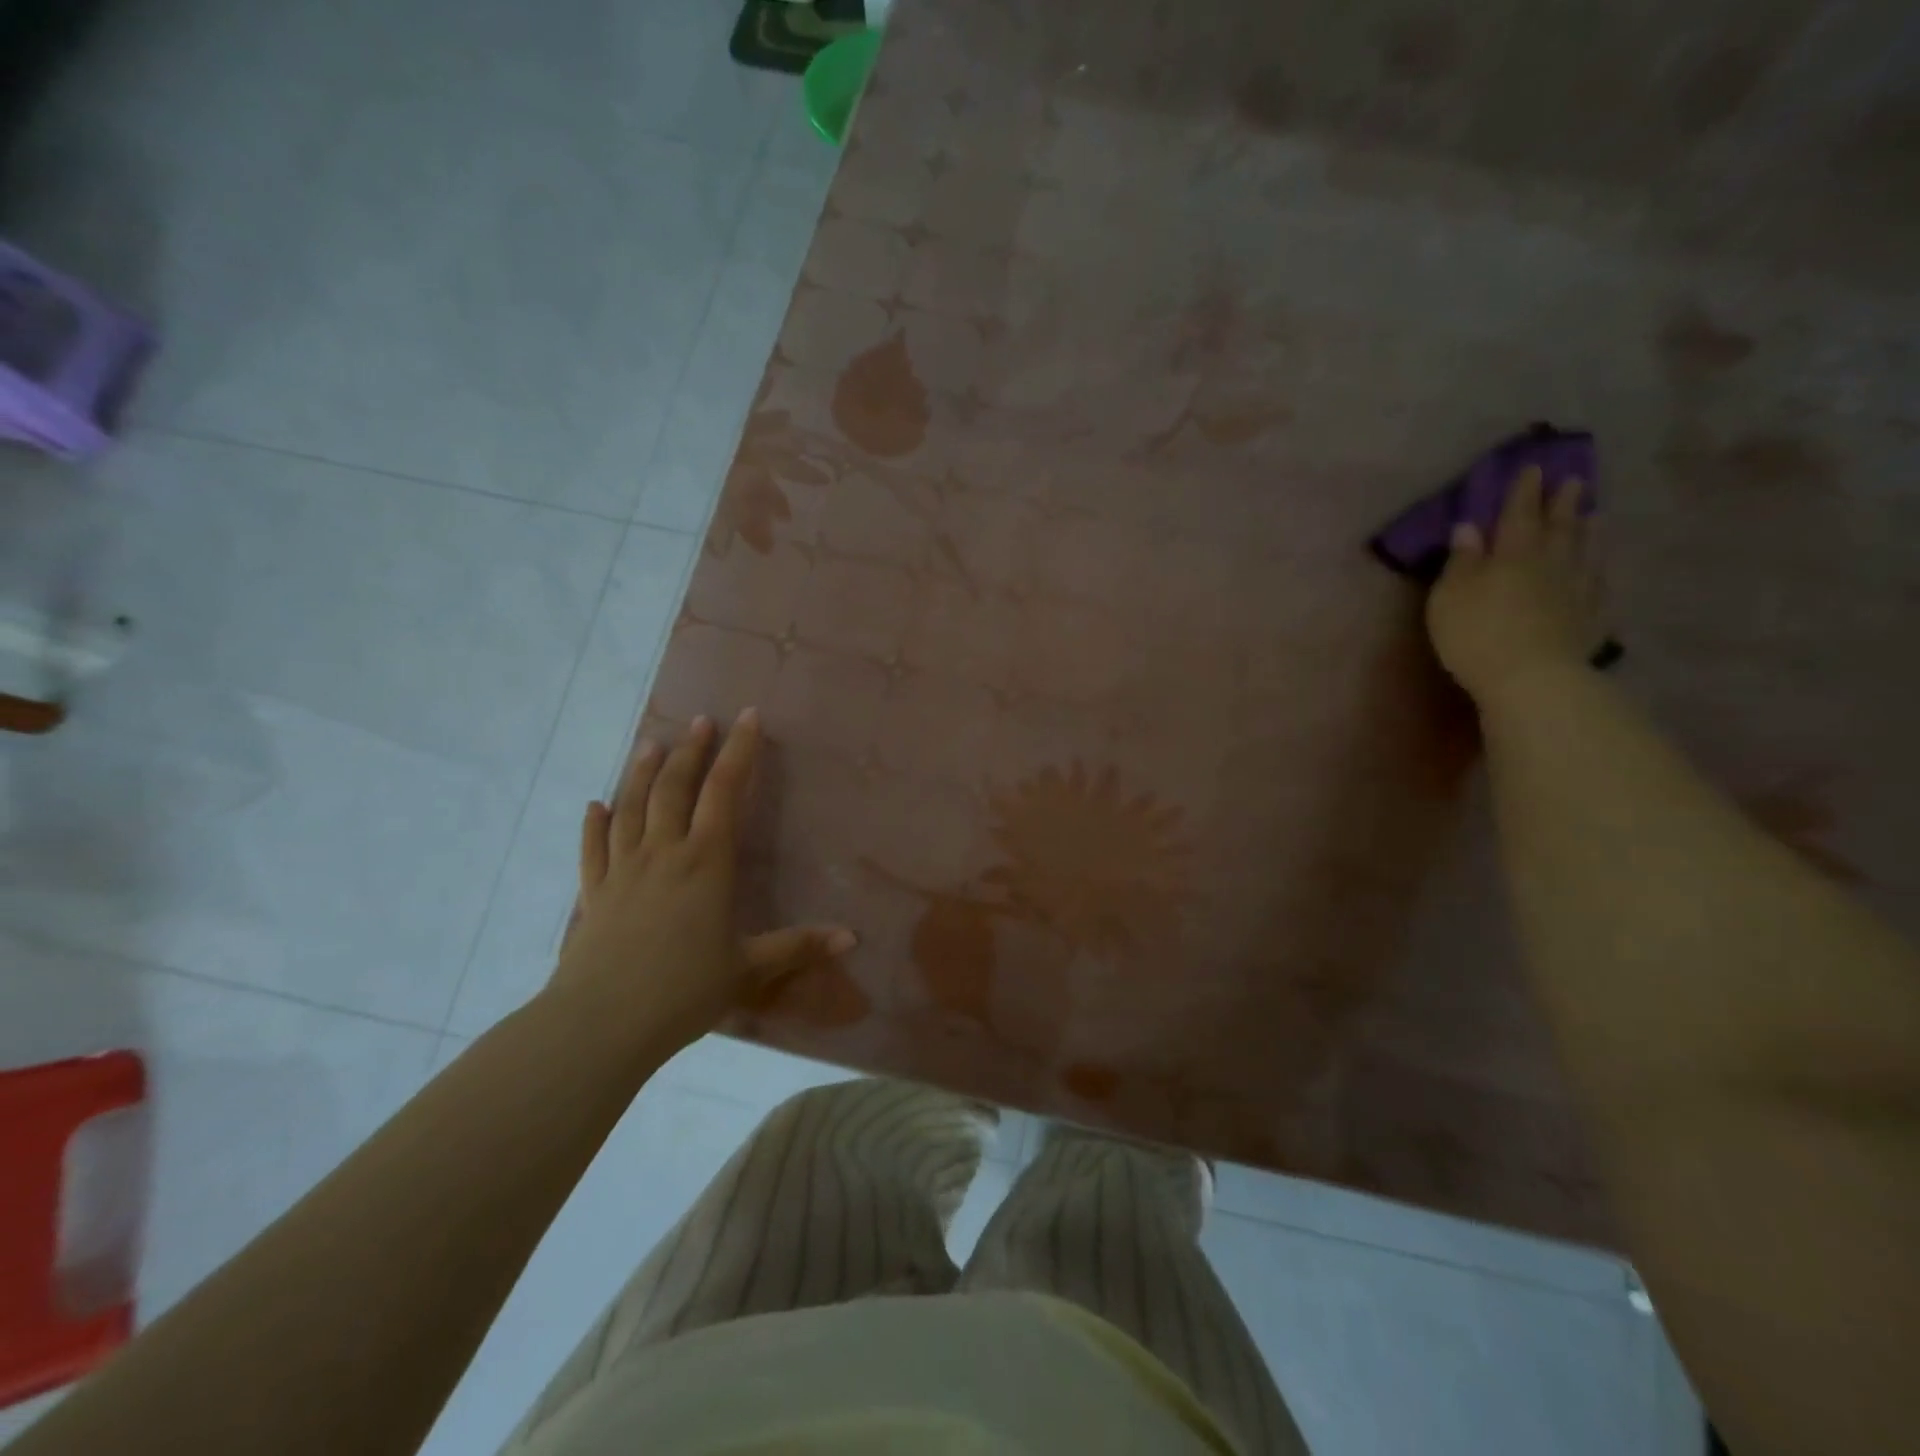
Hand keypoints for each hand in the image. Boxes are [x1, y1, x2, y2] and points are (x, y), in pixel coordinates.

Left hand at [548, 711, 855, 1053]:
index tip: (748, 718)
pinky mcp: (593, 893)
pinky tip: (595, 806)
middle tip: (700, 722)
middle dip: (690, 751)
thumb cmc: (683, 991)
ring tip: (650, 744)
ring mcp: (622, 870)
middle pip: (674, 788)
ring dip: (642, 773)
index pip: (724, 792)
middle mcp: (663, 853)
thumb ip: (798, 947)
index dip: (738, 752)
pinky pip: (593, 848)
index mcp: (705, 862)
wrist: (602, 1024)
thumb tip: (852, 938)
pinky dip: (594, 824)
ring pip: (631, 807)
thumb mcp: (749, 969)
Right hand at [1426, 466, 1604, 709]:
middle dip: (1562, 503)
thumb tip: (1469, 527)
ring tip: (1593, 513)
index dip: (1522, 491)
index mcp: (1512, 554)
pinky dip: (1599, 571)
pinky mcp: (1590, 619)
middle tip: (1572, 480)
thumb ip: (1461, 561)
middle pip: (1558, 527)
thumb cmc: (1476, 634)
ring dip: (1587, 531)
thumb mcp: (1450, 596)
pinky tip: (1600, 568)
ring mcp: (1576, 591)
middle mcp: (1550, 564)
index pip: (1517, 514)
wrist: (1531, 678)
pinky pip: (1598, 586)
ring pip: (1585, 551)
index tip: (1532, 468)